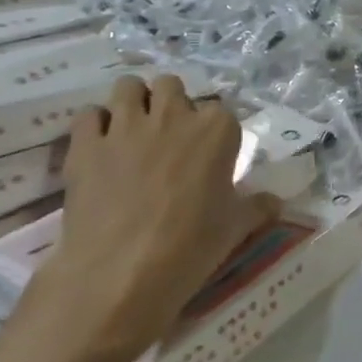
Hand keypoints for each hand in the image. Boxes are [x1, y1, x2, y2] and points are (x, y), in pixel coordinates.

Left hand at [14, 75, 282, 361]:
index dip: (212, 131)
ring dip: (133, 102)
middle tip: (169, 136)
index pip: (220, 111)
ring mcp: (127, 127)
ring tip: (133, 130)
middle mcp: (174, 116)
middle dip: (170, 103)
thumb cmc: (190, 247)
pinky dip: (95, 125)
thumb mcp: (235, 227)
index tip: (209, 154)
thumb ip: (257, 206)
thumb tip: (275, 202)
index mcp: (217, 130)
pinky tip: (100, 147)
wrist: (121, 275)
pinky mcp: (86, 145)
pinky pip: (88, 115)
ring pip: (128, 87)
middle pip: (172, 86)